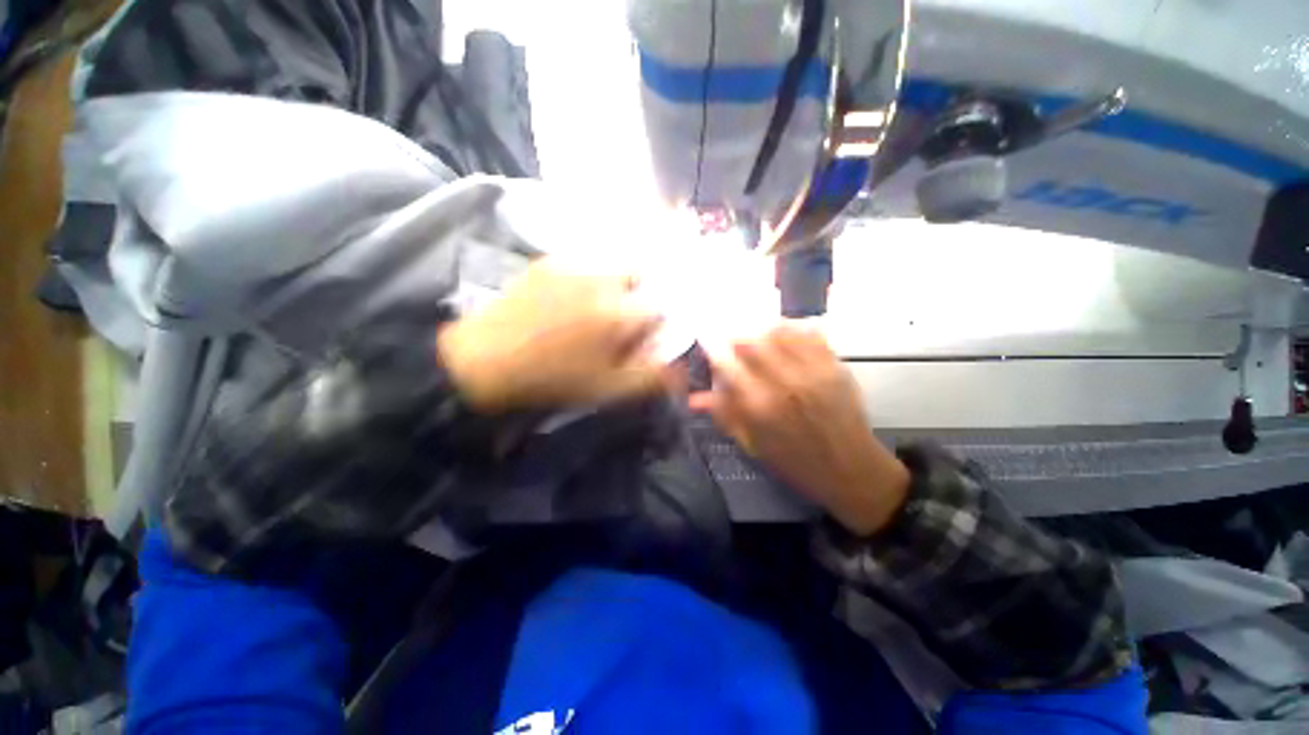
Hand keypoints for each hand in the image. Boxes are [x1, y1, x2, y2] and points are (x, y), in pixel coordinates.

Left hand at [438, 260, 669, 411]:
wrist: (486, 360)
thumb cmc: (553, 378)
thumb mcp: (607, 389)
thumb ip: (651, 378)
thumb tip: (682, 371)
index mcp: (620, 313)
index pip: (661, 307)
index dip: (656, 323)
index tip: (642, 337)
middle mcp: (604, 280)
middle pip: (642, 272)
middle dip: (641, 291)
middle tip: (622, 317)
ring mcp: (574, 265)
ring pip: (614, 261)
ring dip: (618, 280)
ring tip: (597, 307)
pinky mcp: (549, 261)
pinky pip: (583, 259)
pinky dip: (590, 274)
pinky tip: (572, 298)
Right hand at [690, 325, 909, 534]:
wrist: (852, 470)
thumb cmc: (795, 463)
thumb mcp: (754, 445)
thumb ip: (725, 415)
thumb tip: (694, 398)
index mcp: (760, 407)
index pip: (727, 364)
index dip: (712, 350)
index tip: (707, 345)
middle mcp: (784, 383)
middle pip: (751, 341)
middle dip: (735, 336)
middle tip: (731, 340)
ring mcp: (813, 371)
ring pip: (779, 332)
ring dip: (762, 331)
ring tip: (757, 337)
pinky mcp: (835, 366)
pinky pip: (809, 334)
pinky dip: (792, 331)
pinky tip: (786, 338)